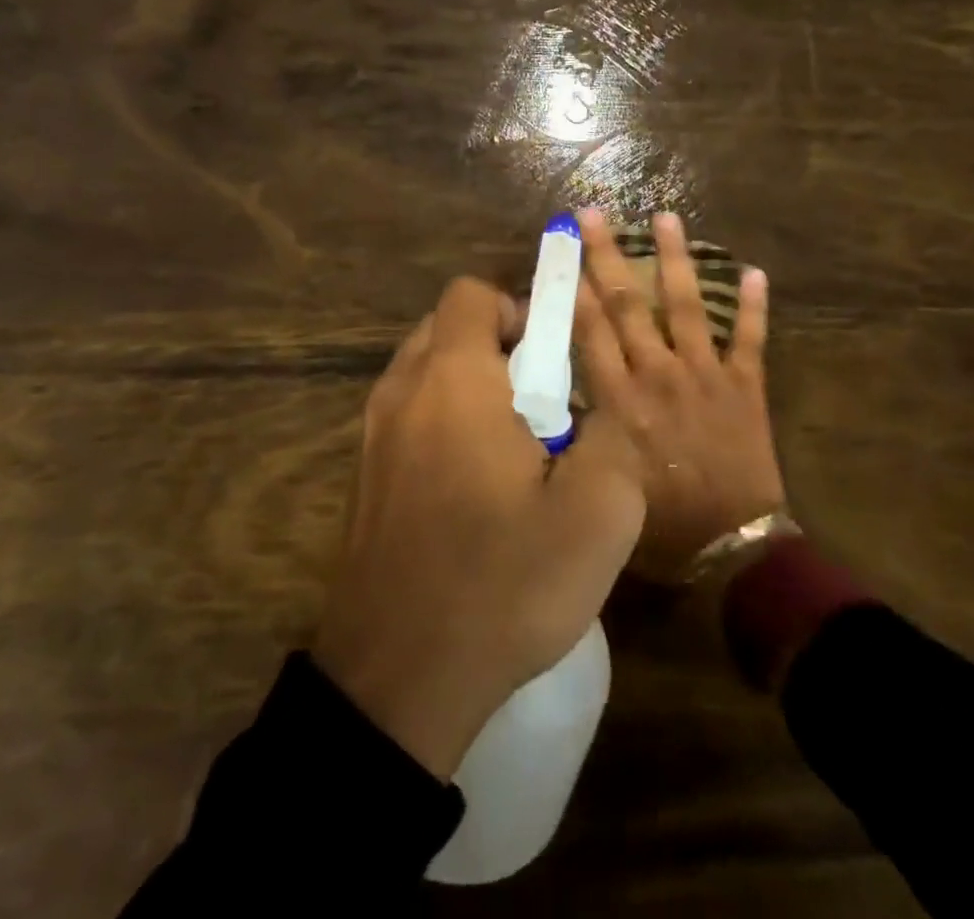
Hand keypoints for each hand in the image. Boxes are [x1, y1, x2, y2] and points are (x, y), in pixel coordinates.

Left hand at [313, 277, 645, 779]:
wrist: (397, 680)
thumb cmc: (502, 582)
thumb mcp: (599, 512)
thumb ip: (612, 434)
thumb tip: (591, 410)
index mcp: (452, 378)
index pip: (471, 294)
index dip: (518, 310)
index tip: (552, 362)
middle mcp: (401, 390)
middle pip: (446, 328)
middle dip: (498, 349)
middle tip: (540, 407)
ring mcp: (371, 434)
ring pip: (425, 373)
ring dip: (469, 388)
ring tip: (510, 454)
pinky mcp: (361, 476)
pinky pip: (407, 417)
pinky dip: (442, 425)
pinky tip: (471, 492)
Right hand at [574, 209, 781, 582]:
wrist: (732, 550)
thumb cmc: (659, 523)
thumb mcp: (604, 479)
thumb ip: (584, 431)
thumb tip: (562, 392)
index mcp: (620, 399)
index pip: (590, 329)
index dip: (573, 285)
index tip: (560, 249)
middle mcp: (658, 374)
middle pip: (627, 304)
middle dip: (606, 256)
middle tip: (593, 214)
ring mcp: (706, 375)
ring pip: (686, 306)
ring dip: (675, 260)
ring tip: (666, 218)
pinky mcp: (746, 386)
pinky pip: (751, 339)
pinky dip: (754, 305)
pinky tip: (754, 270)